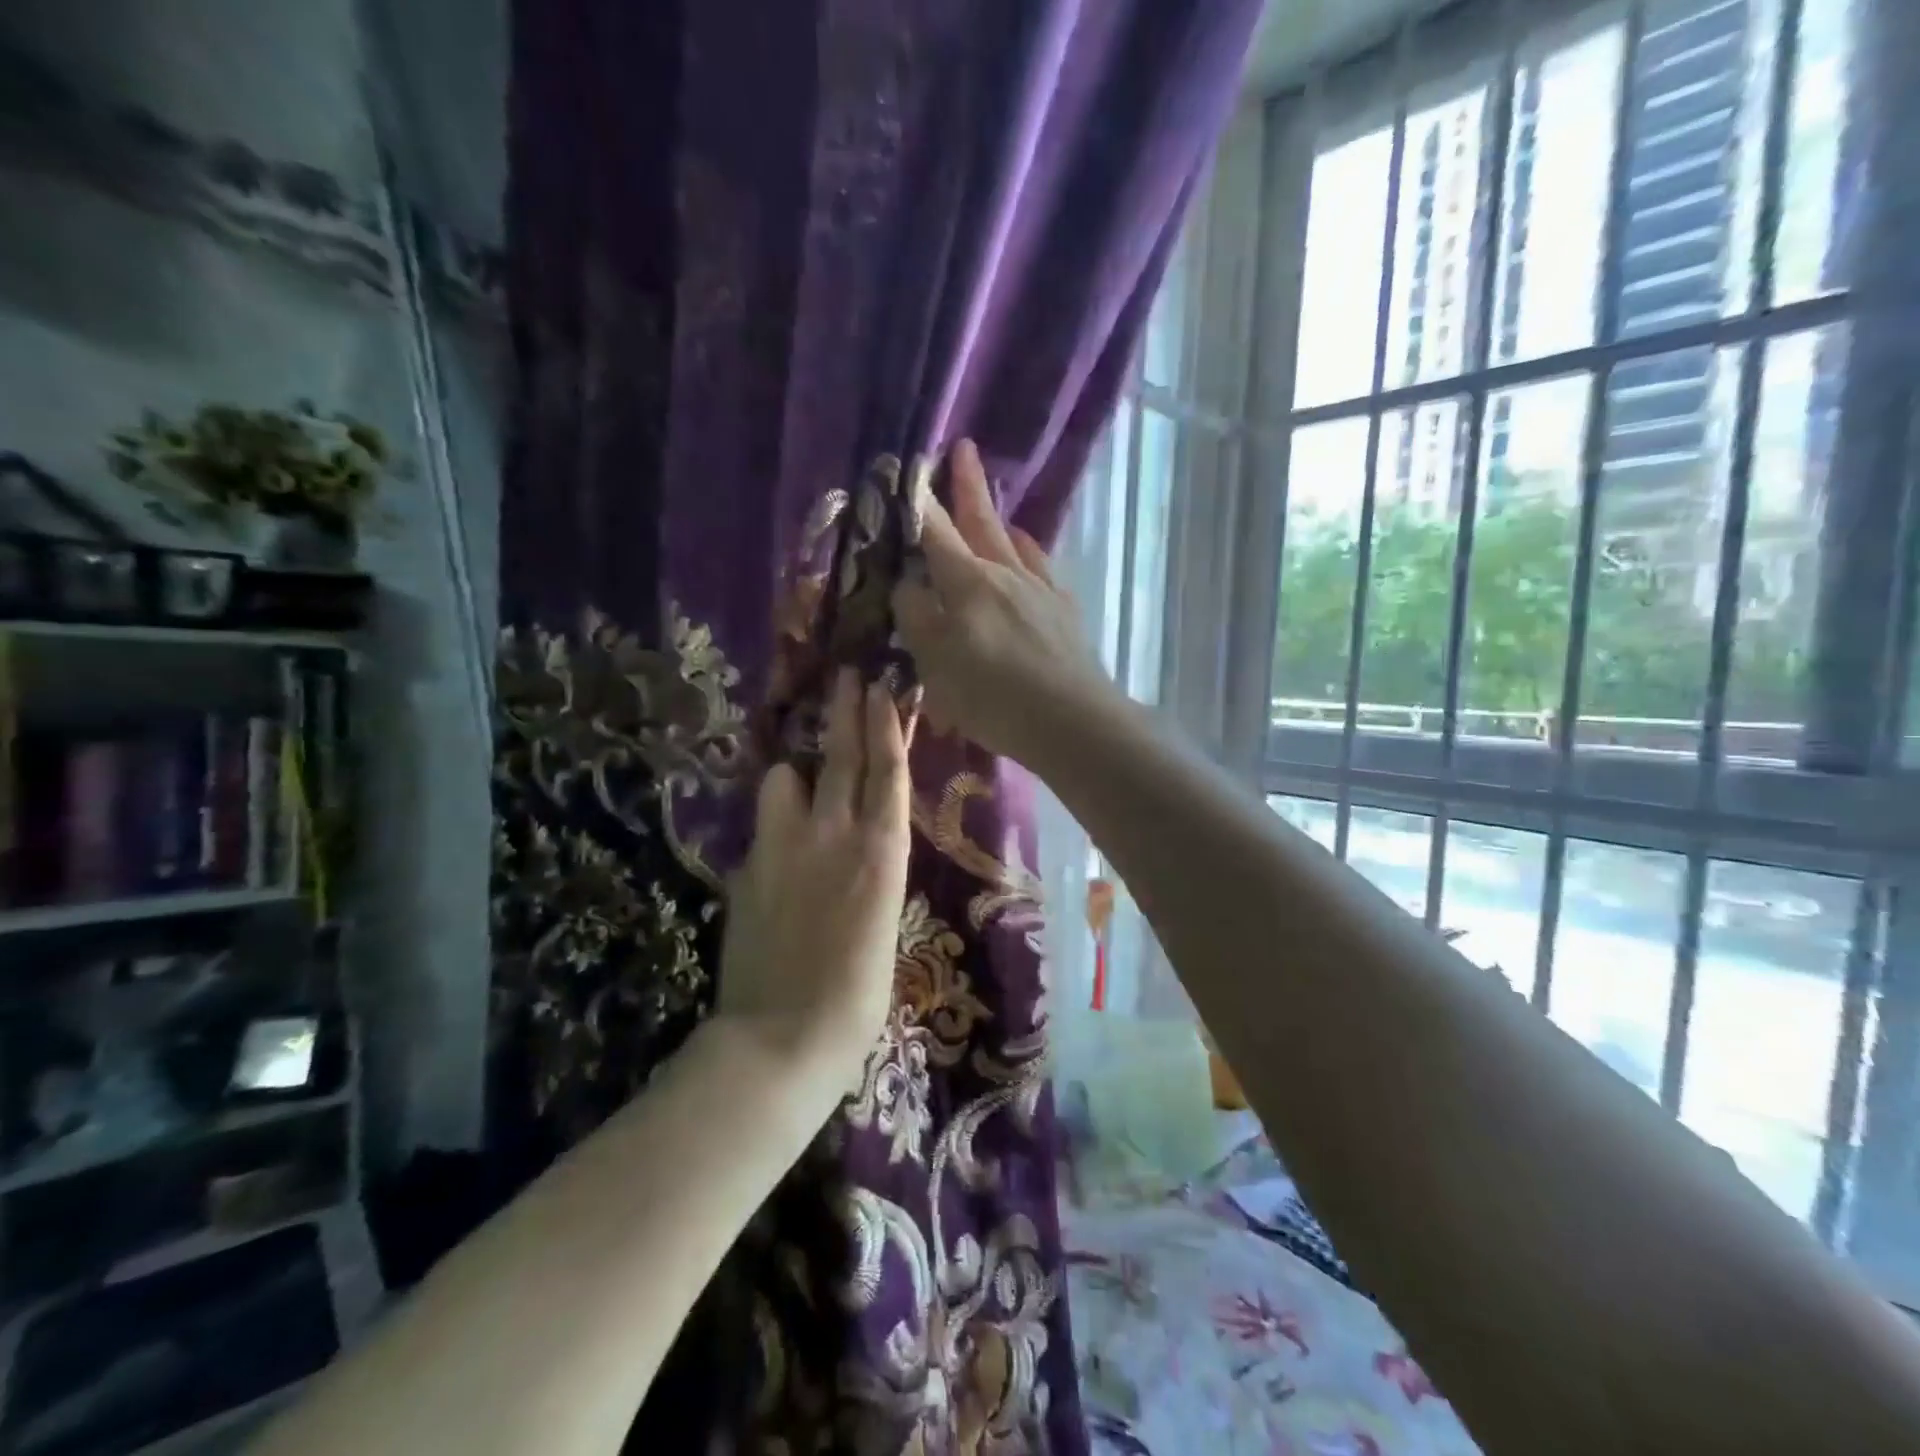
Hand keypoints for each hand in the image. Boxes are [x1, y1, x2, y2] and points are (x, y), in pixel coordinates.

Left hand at [716, 669, 912, 1085]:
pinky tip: (777, 842)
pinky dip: (774, 821)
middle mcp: (835, 833)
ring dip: (795, 773)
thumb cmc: (859, 994)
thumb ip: (871, 871)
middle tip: (846, 676)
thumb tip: (857, 847)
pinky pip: (764, 825)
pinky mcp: (749, 866)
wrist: (786, 1034)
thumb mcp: (885, 921)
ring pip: (785, 779)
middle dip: (844, 710)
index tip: (883, 688)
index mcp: (883, 850)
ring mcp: (785, 845)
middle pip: (840, 756)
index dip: (885, 725)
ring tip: (798, 782)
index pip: (887, 770)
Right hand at [892, 438, 1116, 765]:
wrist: (1071, 720)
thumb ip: (916, 617)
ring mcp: (1040, 589)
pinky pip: (1042, 567)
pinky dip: (1029, 553)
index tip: (910, 469)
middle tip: (962, 448)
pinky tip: (1027, 556)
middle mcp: (1005, 572)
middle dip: (967, 485)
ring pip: (1015, 542)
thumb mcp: (935, 663)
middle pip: (981, 522)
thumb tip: (907, 581)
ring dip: (999, 519)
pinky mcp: (1065, 611)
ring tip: (993, 504)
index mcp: (967, 582)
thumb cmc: (992, 696)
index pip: (935, 531)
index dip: (919, 501)